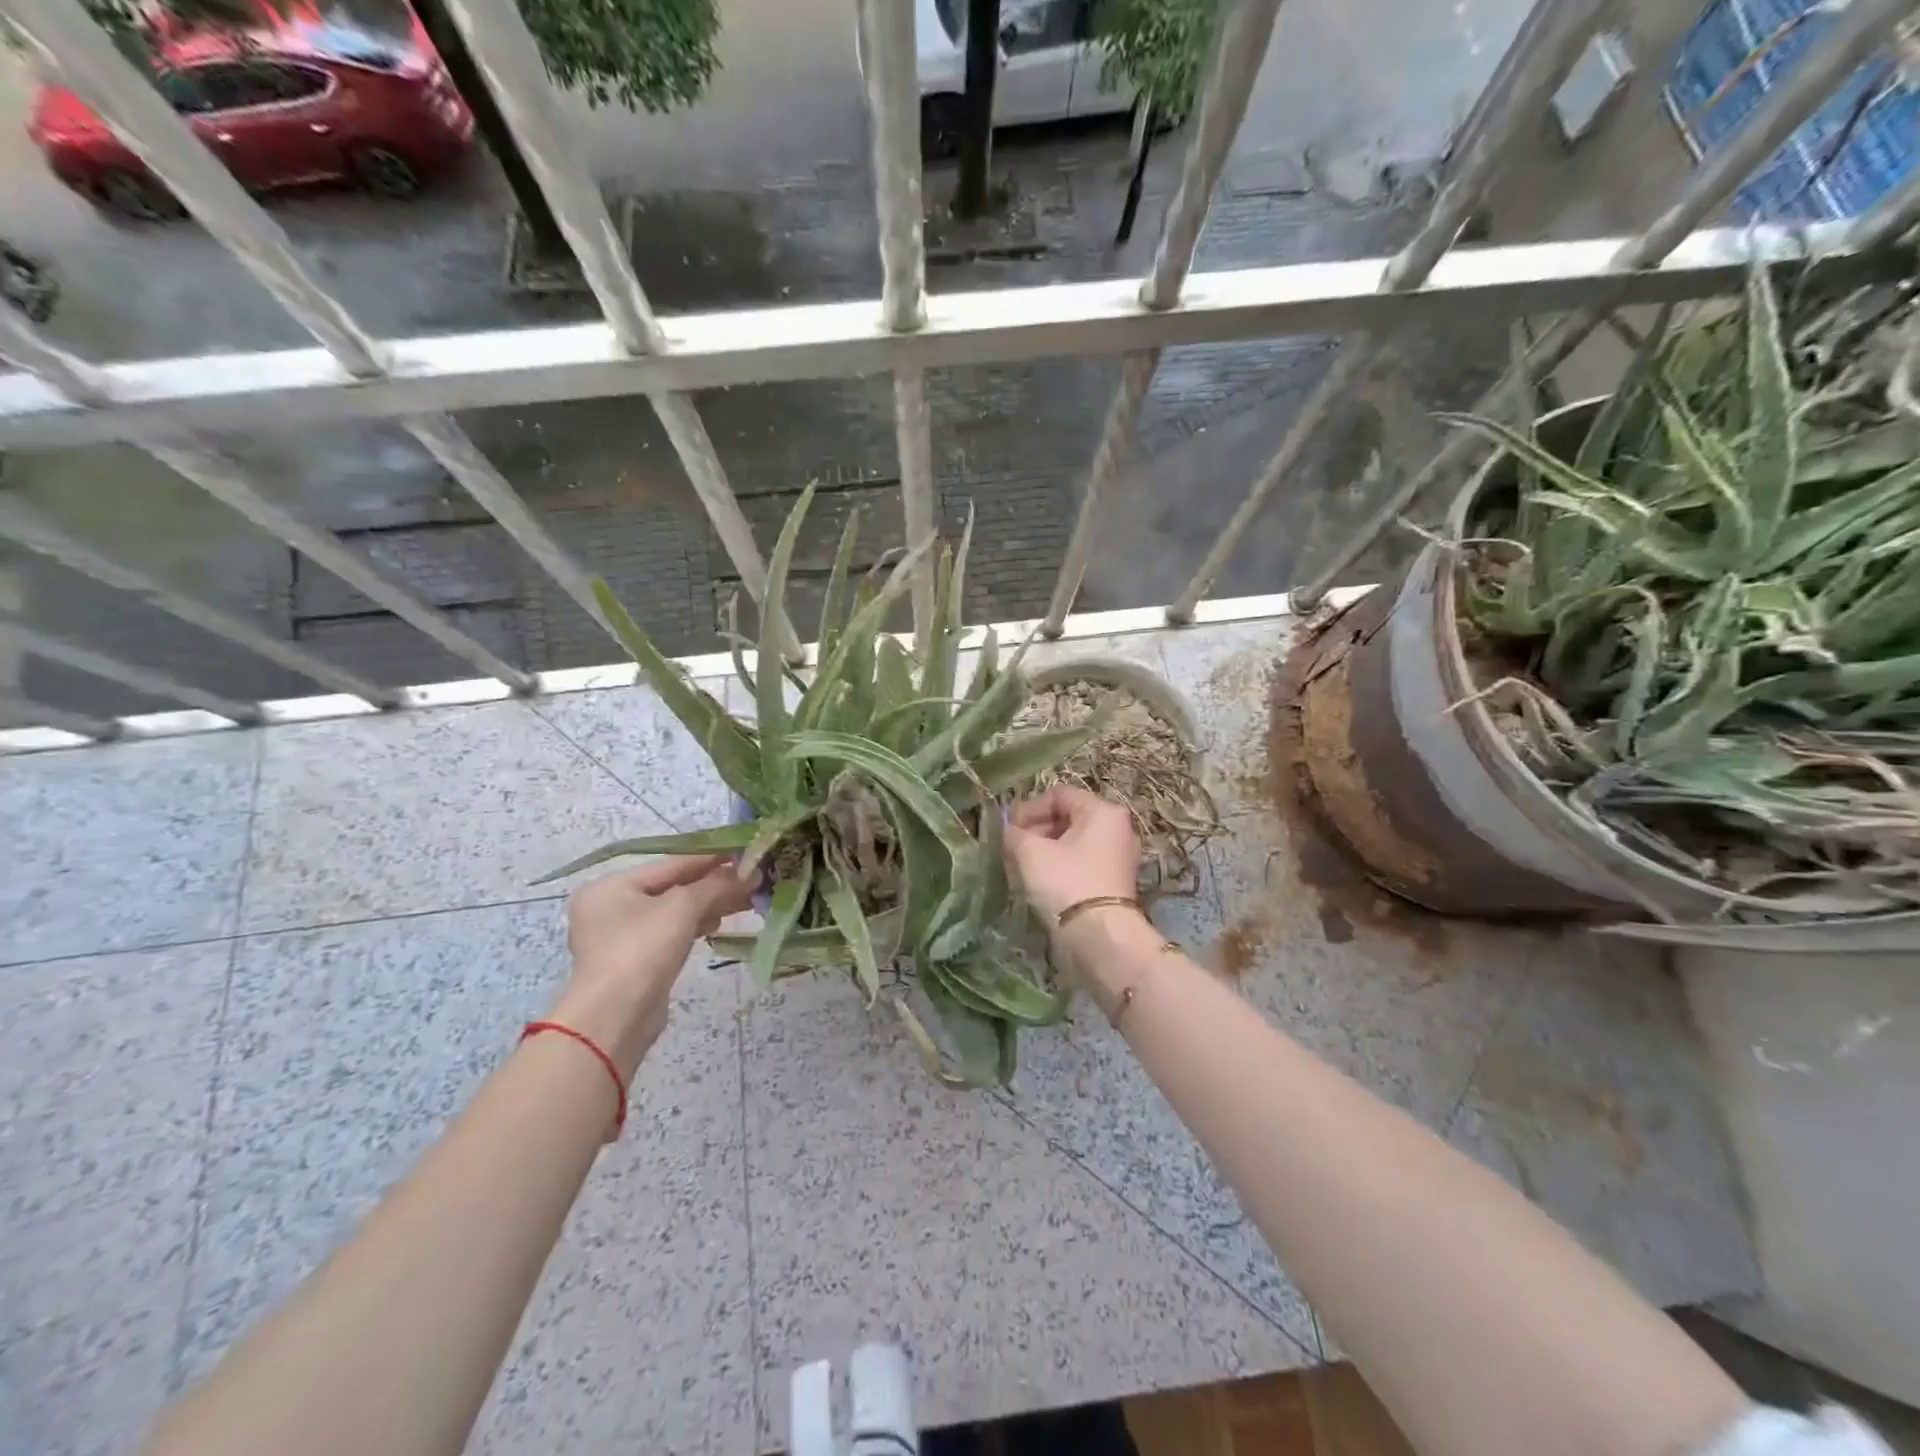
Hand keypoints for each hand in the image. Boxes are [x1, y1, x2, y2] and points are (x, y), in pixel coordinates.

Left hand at [550, 855, 751, 1077]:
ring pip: (674, 912)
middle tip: (752, 879)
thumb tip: (751, 872)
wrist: (615, 1017)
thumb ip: (716, 884)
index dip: (710, 858)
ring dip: (708, 905)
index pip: (671, 864)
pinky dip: (694, 926)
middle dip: (713, 884)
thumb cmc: (642, 948)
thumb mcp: (683, 906)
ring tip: (744, 900)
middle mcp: (611, 908)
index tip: (745, 853)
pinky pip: (670, 934)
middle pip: (672, 887)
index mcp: (611, 886)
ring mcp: (621, 938)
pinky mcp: (635, 963)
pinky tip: (717, 924)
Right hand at [1004, 785, 1139, 919]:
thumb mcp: (1030, 852)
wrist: (1099, 937)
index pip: (1058, 795)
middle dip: (1036, 830)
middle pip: (1068, 817)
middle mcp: (1117, 829)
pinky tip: (1040, 882)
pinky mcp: (1114, 882)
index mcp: (1103, 812)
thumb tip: (1009, 832)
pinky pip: (1081, 863)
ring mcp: (1118, 857)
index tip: (1008, 829)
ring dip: (1045, 849)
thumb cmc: (1065, 882)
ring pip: (1074, 842)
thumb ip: (1014, 834)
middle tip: (1013, 847)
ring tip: (1022, 866)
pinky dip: (1060, 866)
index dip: (1029, 808)